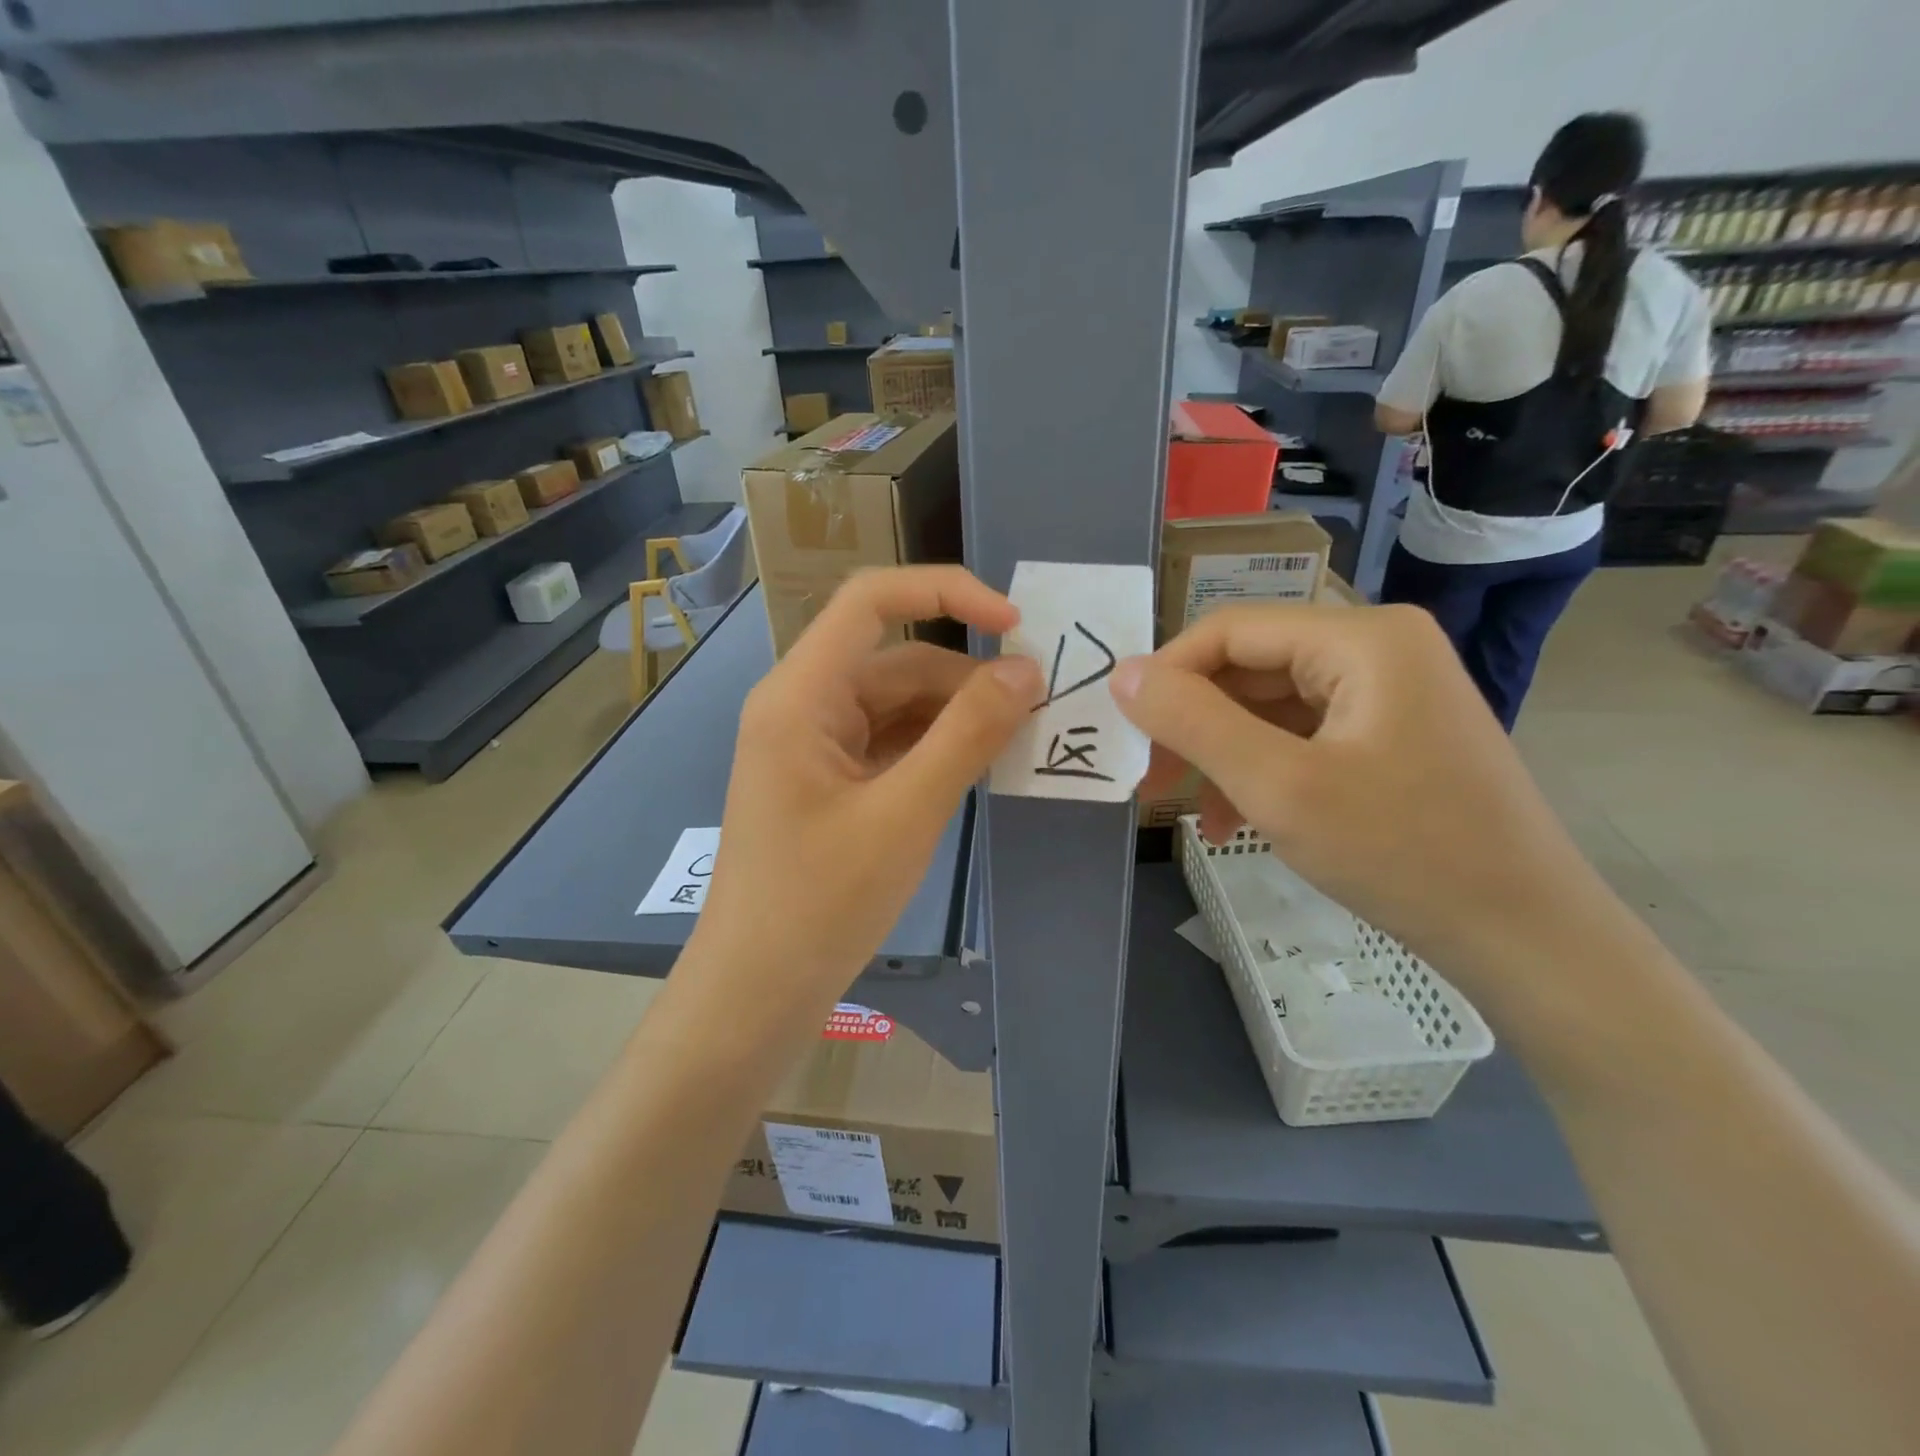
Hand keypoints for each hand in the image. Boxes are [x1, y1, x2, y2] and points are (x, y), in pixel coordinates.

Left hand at [693, 567, 1043, 1020]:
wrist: (757, 992)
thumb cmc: (820, 904)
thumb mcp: (905, 814)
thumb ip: (967, 735)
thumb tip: (1025, 670)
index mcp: (801, 695)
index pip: (871, 600)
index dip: (946, 592)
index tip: (1014, 625)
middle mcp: (802, 706)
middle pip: (895, 660)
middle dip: (966, 678)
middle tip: (1039, 709)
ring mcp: (814, 746)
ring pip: (898, 705)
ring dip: (956, 716)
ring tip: (1018, 742)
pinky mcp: (829, 781)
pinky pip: (891, 743)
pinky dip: (936, 748)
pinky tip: (978, 768)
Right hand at [1109, 603, 1619, 995]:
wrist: (1526, 937)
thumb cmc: (1403, 853)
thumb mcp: (1279, 786)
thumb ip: (1193, 722)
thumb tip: (1122, 674)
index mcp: (1361, 639)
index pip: (1231, 630)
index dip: (1167, 674)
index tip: (1124, 732)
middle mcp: (1377, 648)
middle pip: (1250, 668)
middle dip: (1193, 724)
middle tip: (1148, 780)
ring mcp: (1388, 693)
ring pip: (1269, 707)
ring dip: (1221, 755)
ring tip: (1188, 812)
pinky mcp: (1390, 735)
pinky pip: (1302, 737)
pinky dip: (1260, 772)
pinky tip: (1234, 822)